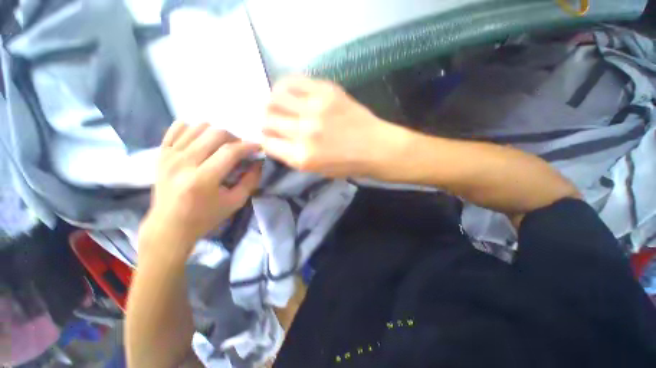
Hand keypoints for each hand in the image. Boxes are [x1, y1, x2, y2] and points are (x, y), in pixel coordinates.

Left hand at [140, 122, 260, 256]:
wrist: (169, 225)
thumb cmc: (206, 216)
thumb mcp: (236, 202)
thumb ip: (251, 180)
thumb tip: (258, 161)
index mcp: (202, 180)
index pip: (230, 151)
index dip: (248, 146)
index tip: (258, 147)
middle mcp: (183, 163)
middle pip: (215, 134)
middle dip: (234, 138)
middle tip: (240, 149)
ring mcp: (169, 155)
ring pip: (198, 127)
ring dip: (217, 133)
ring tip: (223, 145)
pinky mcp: (161, 153)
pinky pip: (178, 127)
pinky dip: (194, 129)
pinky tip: (202, 141)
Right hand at [262, 76, 405, 177]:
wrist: (376, 148)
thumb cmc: (347, 165)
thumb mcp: (316, 170)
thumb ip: (293, 156)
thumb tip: (274, 140)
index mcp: (302, 157)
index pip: (266, 143)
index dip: (264, 139)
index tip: (268, 136)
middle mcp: (304, 132)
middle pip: (267, 119)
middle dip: (265, 122)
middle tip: (272, 121)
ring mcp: (314, 109)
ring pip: (275, 98)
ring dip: (271, 103)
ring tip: (278, 106)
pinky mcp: (325, 91)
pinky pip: (293, 81)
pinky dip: (284, 86)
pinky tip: (288, 93)